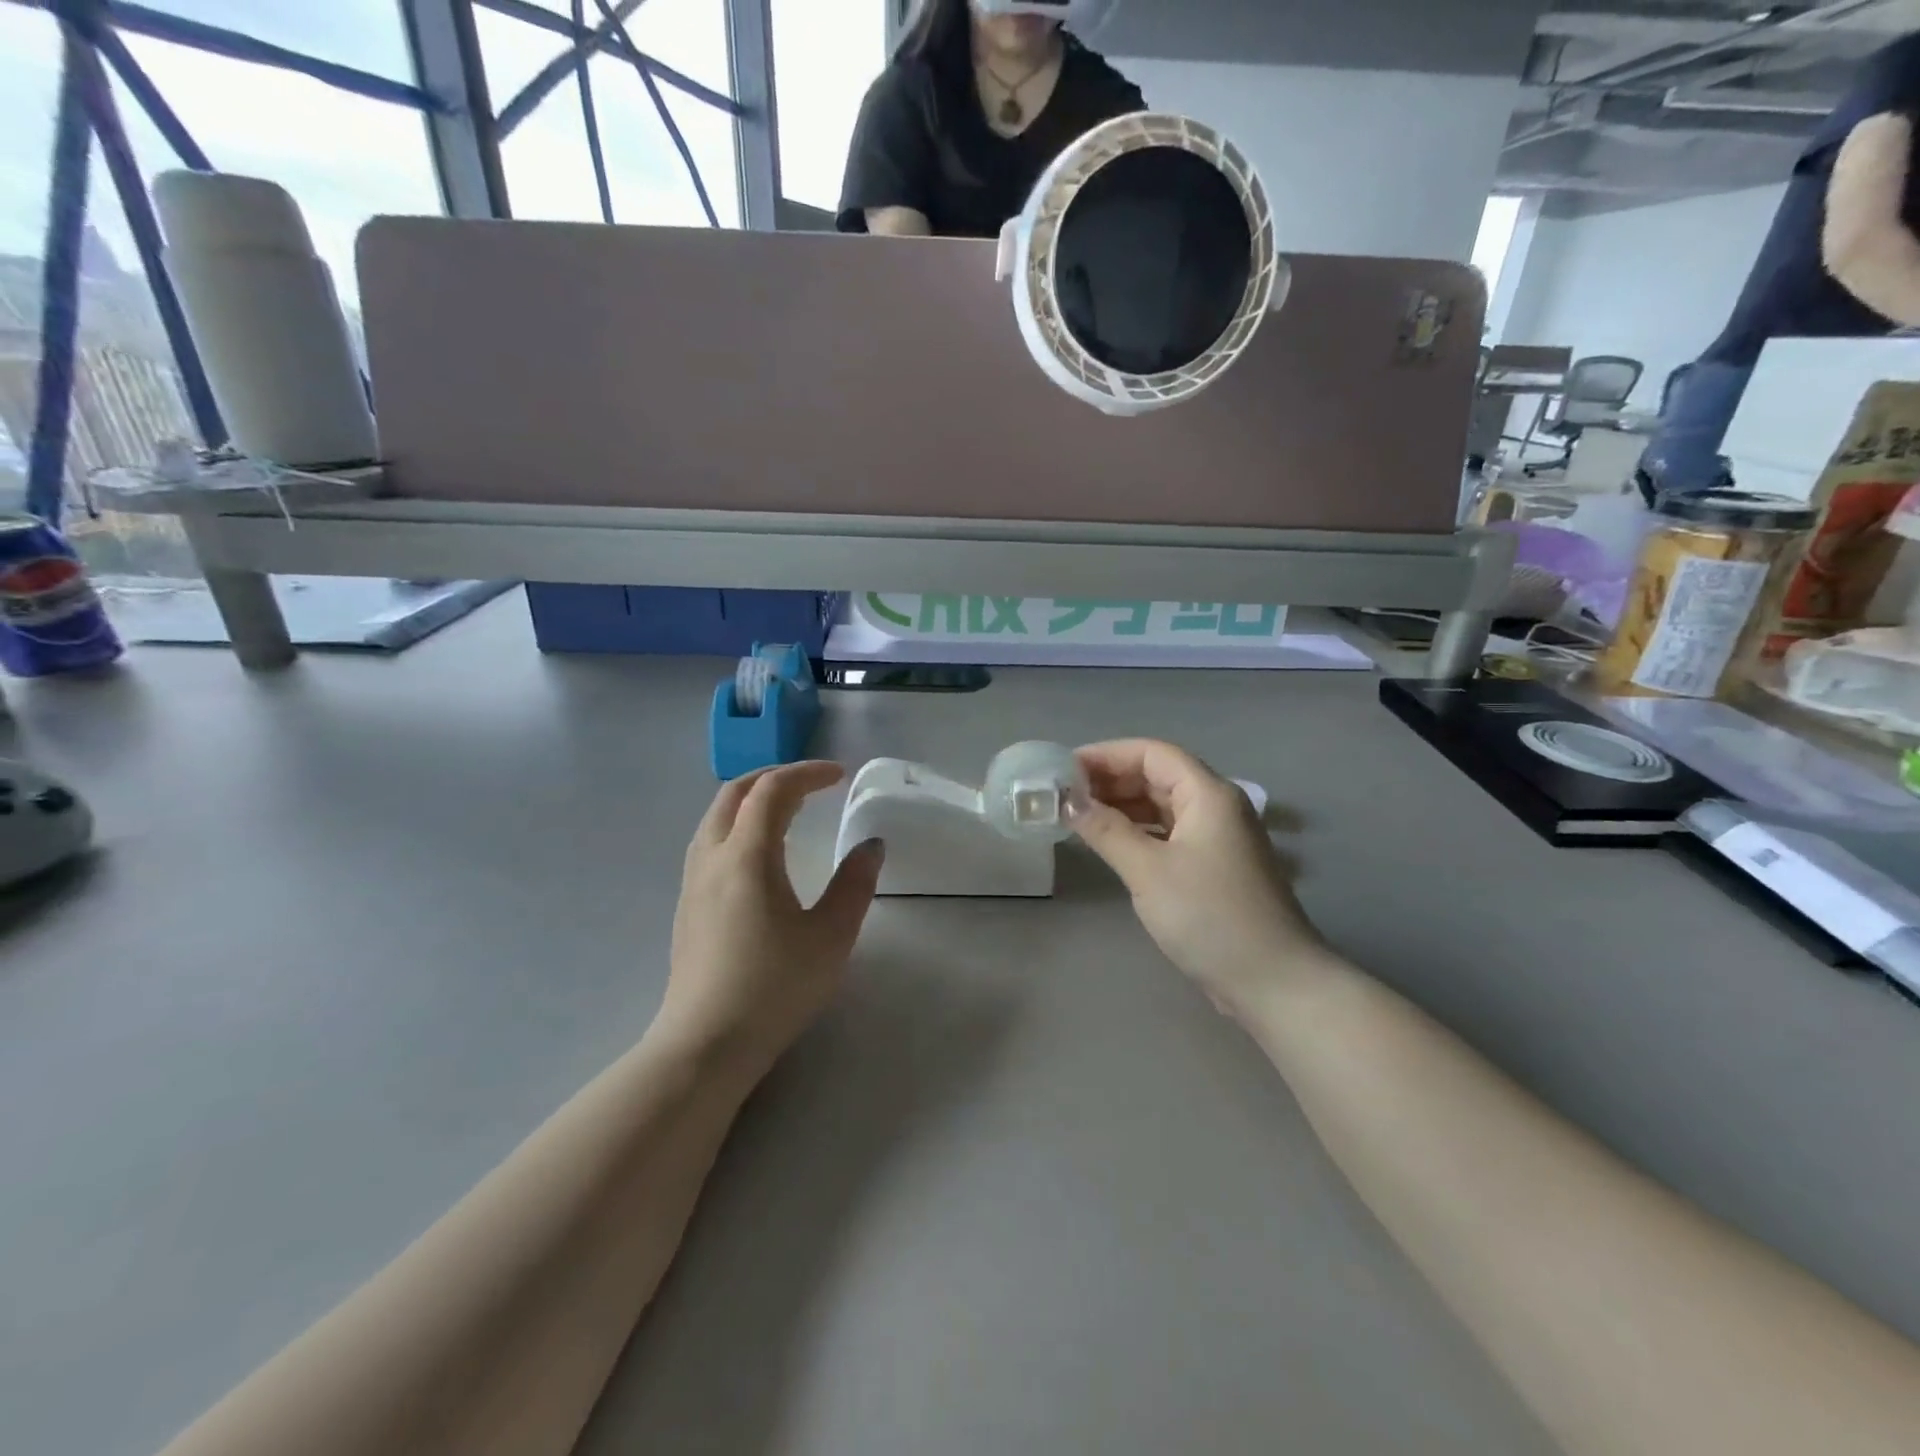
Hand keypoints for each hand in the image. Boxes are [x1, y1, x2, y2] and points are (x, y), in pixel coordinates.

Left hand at [659, 762, 884, 1079]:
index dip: (806, 773)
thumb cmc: (774, 988)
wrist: (705, 1045)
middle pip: (735, 793)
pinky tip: (759, 854)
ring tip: (788, 811)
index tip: (839, 775)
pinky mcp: (686, 905)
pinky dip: (738, 825)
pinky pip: (710, 841)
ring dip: (751, 800)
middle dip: (774, 777)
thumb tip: (871, 846)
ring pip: (716, 816)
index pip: (772, 791)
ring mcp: (692, 882)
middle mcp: (712, 857)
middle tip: (811, 784)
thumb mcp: (830, 936)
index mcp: (746, 856)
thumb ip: (854, 884)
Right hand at [1072, 739, 1325, 1017]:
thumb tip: (1068, 802)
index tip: (1064, 768)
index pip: (1151, 753)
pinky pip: (1170, 832)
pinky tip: (1110, 842)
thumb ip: (1106, 830)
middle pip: (1158, 776)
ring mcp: (1219, 837)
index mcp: (1208, 794)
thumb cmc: (1209, 917)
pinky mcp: (1215, 865)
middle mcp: (1217, 806)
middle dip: (1111, 780)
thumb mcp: (1148, 871)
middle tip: (1064, 794)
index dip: (1106, 754)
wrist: (1273, 981)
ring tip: (1078, 815)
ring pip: (1163, 805)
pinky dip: (1139, 831)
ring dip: (1122, 806)